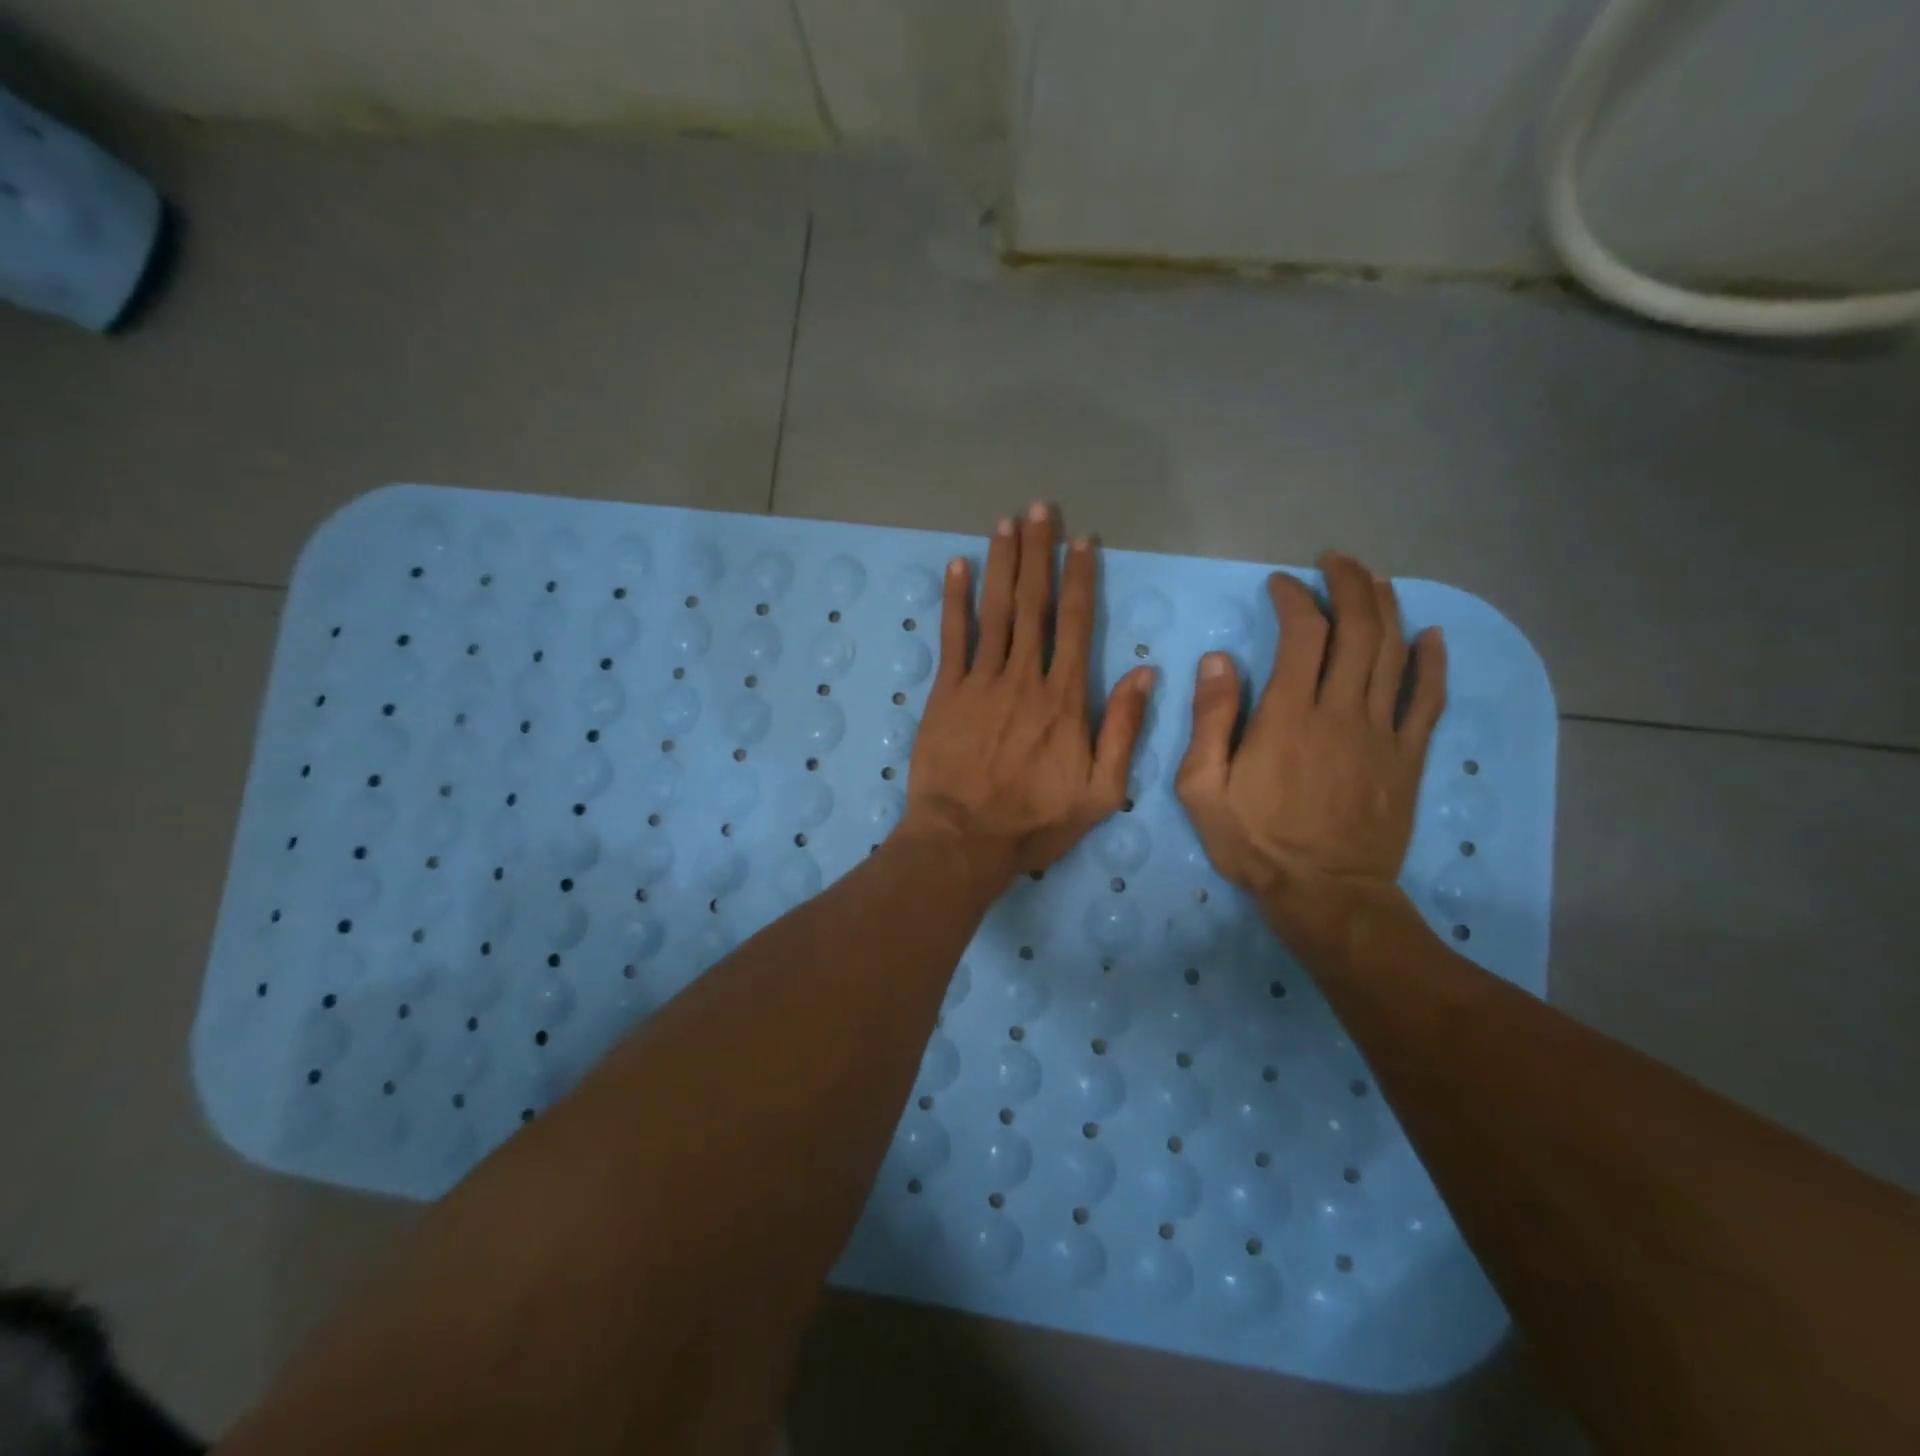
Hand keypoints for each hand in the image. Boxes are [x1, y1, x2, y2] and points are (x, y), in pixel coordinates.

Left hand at [901, 504, 1155, 880]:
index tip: (1083, 542)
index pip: (1075, 624)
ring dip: (1002, 563)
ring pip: (996, 611)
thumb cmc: (1035, 821)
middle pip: (1034, 604)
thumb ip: (1123, 730)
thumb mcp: (1100, 791)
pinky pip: (953, 637)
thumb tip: (1145, 674)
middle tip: (1041, 509)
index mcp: (1064, 699)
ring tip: (1007, 522)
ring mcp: (981, 681)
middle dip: (1039, 553)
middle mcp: (1024, 677)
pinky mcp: (946, 693)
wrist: (965, 839)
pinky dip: (955, 600)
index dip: (1080, 579)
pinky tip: (958, 565)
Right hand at [1175, 551, 1445, 931]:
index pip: (1303, 634)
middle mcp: (1342, 711)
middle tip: (1335, 562)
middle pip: (1358, 629)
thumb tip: (1218, 661)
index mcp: (1289, 715)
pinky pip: (1428, 700)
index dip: (1294, 598)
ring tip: (1374, 579)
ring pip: (1395, 653)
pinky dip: (1433, 662)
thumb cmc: (1255, 841)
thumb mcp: (1203, 788)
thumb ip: (1210, 721)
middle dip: (1349, 585)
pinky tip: (1431, 634)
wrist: (1325, 894)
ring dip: (1386, 608)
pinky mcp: (1406, 757)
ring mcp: (1382, 733)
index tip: (1279, 584)